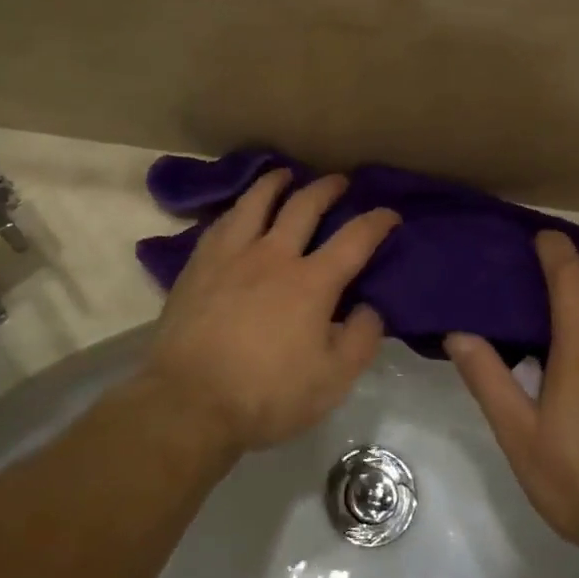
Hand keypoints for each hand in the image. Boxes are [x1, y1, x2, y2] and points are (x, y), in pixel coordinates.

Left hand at [146, 169, 399, 452]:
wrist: (188, 402)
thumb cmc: (266, 395)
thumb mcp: (332, 381)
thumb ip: (361, 339)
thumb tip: (370, 307)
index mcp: (311, 282)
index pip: (354, 239)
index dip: (377, 222)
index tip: (390, 214)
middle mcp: (273, 256)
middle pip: (303, 206)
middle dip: (327, 188)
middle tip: (339, 181)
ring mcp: (231, 256)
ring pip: (256, 202)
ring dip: (275, 183)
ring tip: (284, 174)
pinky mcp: (198, 266)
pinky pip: (221, 223)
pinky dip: (237, 208)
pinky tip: (238, 211)